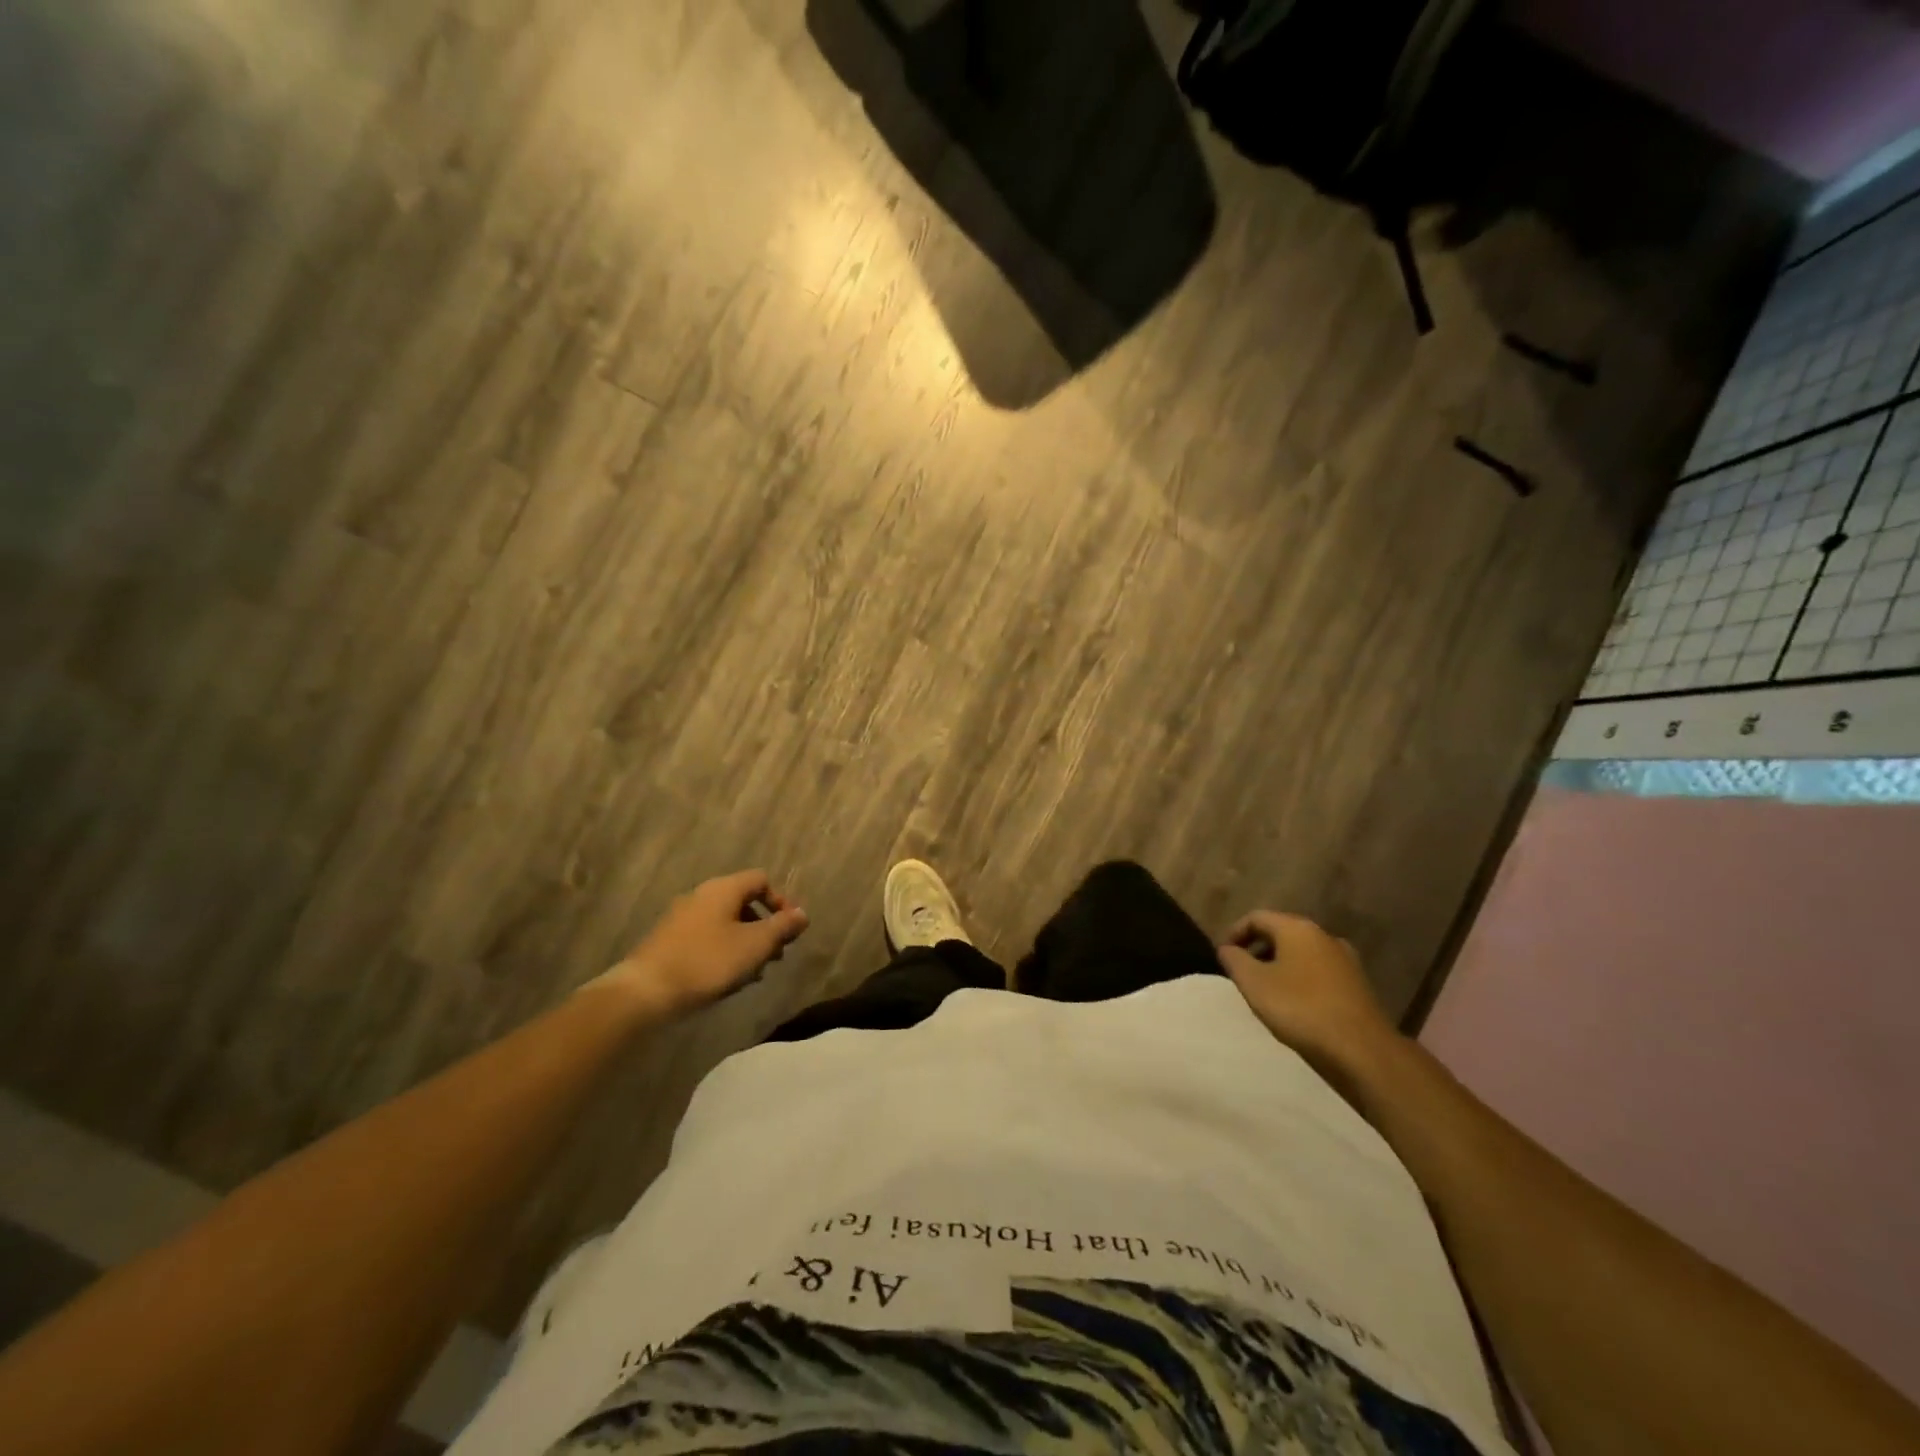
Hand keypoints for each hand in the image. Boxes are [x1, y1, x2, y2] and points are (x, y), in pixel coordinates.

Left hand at [597, 870, 808, 1019]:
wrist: (646, 991)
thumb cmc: (708, 962)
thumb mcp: (755, 945)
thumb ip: (782, 927)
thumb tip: (803, 914)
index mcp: (723, 889)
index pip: (761, 880)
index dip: (781, 901)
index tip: (789, 930)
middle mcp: (701, 895)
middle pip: (744, 901)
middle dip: (764, 927)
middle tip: (775, 955)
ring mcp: (682, 917)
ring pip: (726, 922)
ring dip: (746, 941)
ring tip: (754, 972)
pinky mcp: (669, 940)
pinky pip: (707, 937)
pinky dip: (724, 950)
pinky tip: (727, 978)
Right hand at [1218, 911, 1403, 1090]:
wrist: (1362, 1050)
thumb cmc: (1300, 1009)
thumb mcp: (1254, 983)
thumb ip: (1234, 960)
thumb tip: (1227, 948)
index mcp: (1297, 928)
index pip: (1256, 917)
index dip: (1234, 932)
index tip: (1223, 956)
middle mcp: (1323, 936)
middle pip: (1281, 932)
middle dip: (1257, 949)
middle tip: (1242, 973)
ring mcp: (1345, 960)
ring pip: (1301, 953)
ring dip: (1279, 965)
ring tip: (1266, 991)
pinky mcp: (1357, 984)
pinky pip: (1319, 972)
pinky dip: (1300, 979)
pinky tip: (1294, 1005)